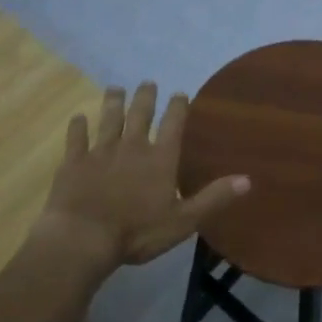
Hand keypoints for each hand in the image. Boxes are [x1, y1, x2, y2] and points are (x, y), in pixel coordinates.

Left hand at [39, 82, 249, 268]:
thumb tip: (248, 180)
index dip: (178, 107)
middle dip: (145, 97)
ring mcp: (100, 152)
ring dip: (113, 103)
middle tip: (147, 83)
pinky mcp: (74, 163)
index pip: (173, 124)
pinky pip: (76, 139)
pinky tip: (77, 117)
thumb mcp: (184, 220)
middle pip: (140, 115)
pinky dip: (77, 127)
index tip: (179, 93)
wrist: (83, 238)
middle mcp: (132, 147)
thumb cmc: (137, 232)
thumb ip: (214, 198)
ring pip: (109, 120)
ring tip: (115, 89)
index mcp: (160, 158)